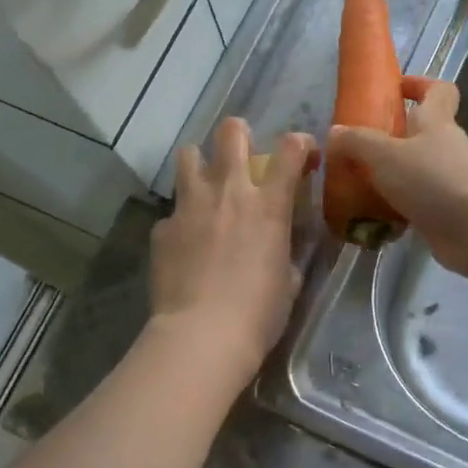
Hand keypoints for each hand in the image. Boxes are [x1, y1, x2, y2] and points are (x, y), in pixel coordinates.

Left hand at [150, 118, 316, 379]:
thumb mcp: (290, 281)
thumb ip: (287, 253)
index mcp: (268, 205)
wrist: (203, 334)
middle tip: (242, 150)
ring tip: (205, 183)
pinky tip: (185, 244)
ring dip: (200, 163)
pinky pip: (172, 212)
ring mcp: (190, 207)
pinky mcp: (163, 229)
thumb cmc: (260, 312)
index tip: (304, 153)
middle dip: (239, 133)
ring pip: (188, 155)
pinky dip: (182, 221)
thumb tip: (282, 246)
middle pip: (230, 133)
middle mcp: (228, 192)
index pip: (290, 150)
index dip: (300, 143)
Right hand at [329, 77, 467, 279]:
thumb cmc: (434, 180)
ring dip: (388, 178)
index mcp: (436, 122)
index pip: (438, 91)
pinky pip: (414, 205)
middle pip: (421, 134)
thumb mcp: (386, 155)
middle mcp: (445, 148)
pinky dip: (394, 210)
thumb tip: (334, 132)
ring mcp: (448, 182)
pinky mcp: (445, 214)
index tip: (394, 89)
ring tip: (353, 187)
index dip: (419, 85)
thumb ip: (357, 142)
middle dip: (390, 138)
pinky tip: (369, 219)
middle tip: (355, 148)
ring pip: (414, 172)